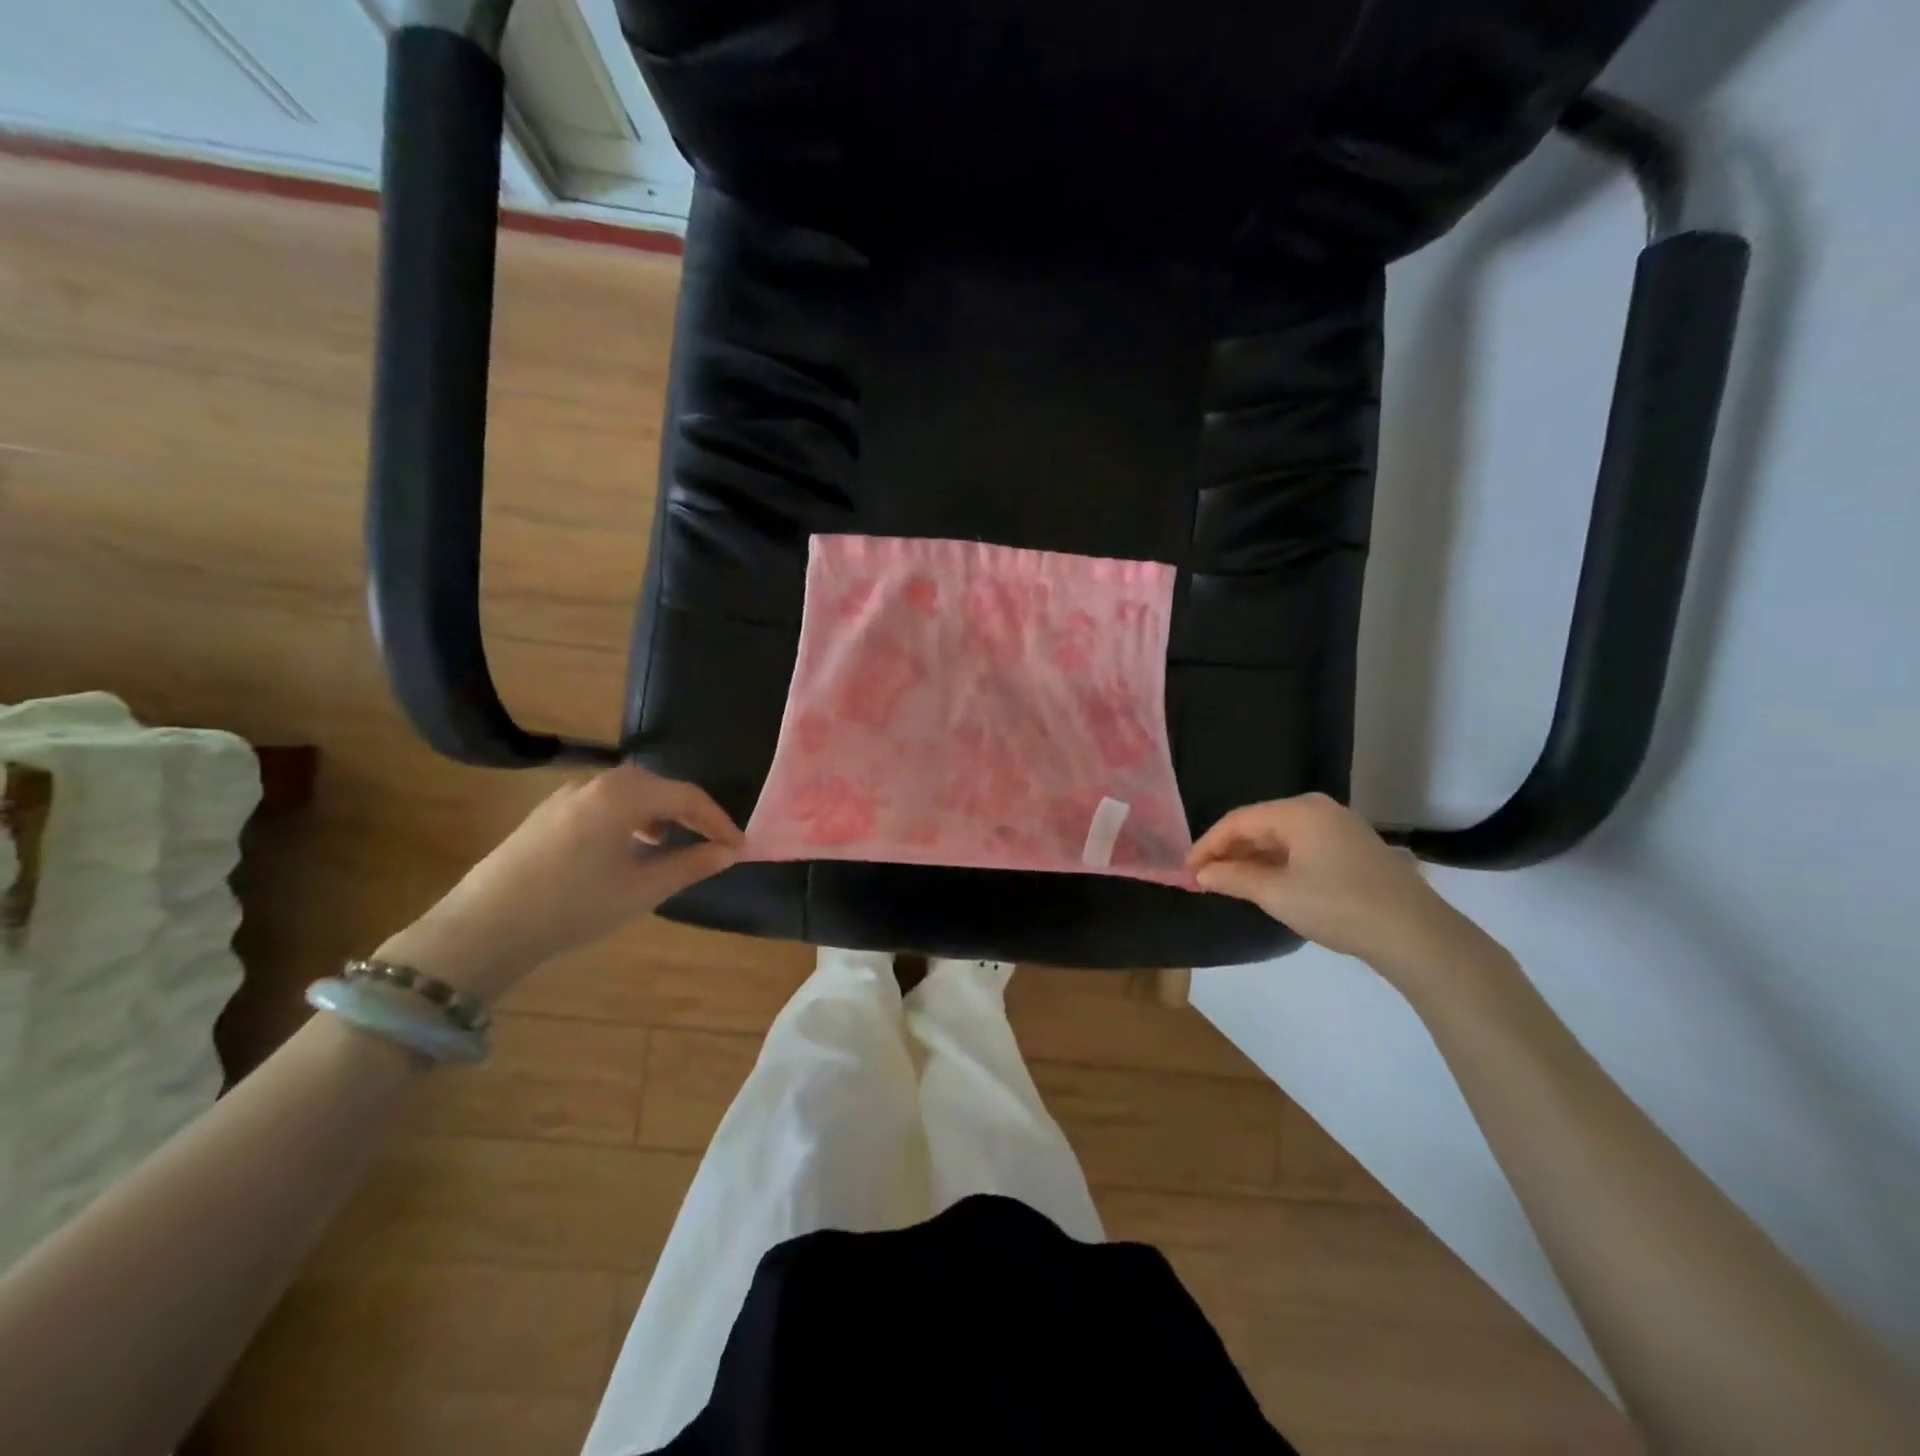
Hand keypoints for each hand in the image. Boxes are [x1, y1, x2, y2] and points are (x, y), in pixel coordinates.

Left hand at [378, 765, 742, 1002]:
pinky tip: (623, 850)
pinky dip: (626, 819)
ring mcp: (564, 797)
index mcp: (622, 795)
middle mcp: (594, 784)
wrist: (483, 930)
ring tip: (668, 845)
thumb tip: (728, 851)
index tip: (737, 846)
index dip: (717, 820)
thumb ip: (691, 864)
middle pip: (656, 787)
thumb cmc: (573, 907)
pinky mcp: (545, 815)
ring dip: (656, 814)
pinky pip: (601, 804)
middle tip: (709, 841)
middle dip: (688, 812)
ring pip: (627, 794)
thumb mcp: (642, 889)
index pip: (685, 796)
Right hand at [1187, 793, 1491, 982]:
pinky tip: (1265, 883)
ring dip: (1252, 858)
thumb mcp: (1277, 894)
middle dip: (1229, 850)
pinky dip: (1277, 863)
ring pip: (1280, 837)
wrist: (1415, 935)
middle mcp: (1318, 810)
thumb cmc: (1339, 906)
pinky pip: (1301, 847)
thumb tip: (1201, 873)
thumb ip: (1234, 878)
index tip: (1187, 870)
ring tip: (1228, 882)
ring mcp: (1339, 828)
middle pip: (1259, 824)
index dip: (1208, 844)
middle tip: (1204, 877)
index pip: (1239, 820)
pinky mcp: (1352, 849)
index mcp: (1299, 811)